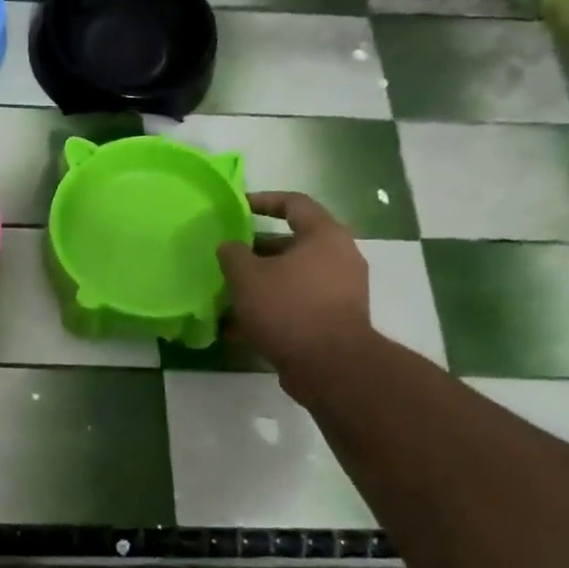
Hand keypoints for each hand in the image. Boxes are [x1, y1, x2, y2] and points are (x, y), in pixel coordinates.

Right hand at [217, 192, 371, 384]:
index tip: (238, 207)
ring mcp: (340, 292)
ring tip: (228, 295)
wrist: (331, 367)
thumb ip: (233, 254)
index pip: (294, 203)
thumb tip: (231, 248)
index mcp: (324, 236)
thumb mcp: (246, 276)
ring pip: (292, 278)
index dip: (263, 200)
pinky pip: (297, 305)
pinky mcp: (334, 321)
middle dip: (256, 251)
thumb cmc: (288, 308)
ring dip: (261, 284)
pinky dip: (271, 310)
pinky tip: (239, 327)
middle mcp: (339, 258)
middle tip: (228, 258)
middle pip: (292, 244)